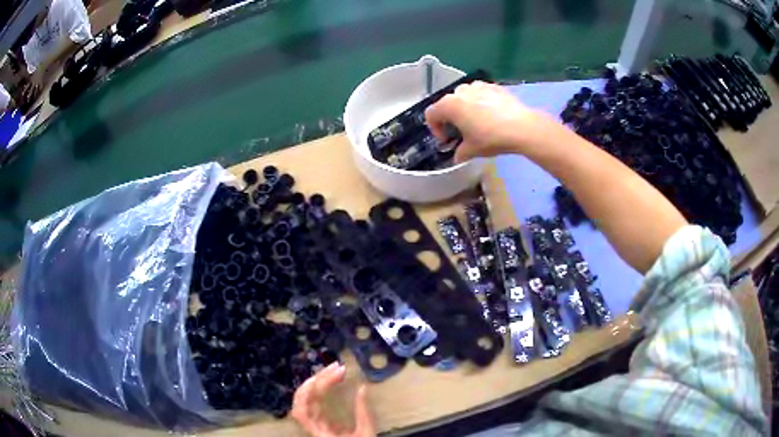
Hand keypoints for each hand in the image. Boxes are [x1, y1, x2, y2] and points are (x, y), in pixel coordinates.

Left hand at [292, 363, 374, 436]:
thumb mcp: (366, 434)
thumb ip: (363, 413)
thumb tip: (363, 389)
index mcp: (317, 431)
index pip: (303, 407)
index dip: (314, 388)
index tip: (337, 375)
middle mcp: (310, 426)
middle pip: (301, 399)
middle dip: (316, 379)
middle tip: (337, 367)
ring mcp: (313, 424)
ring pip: (303, 400)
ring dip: (315, 383)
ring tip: (332, 371)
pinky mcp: (318, 424)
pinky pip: (311, 404)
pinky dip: (317, 391)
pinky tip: (328, 383)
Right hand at [425, 81, 560, 162]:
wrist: (521, 127)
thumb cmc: (491, 138)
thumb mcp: (471, 150)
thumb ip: (459, 153)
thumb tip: (457, 156)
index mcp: (449, 105)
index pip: (431, 114)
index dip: (435, 128)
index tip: (447, 139)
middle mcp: (461, 91)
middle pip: (447, 103)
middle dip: (451, 117)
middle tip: (461, 131)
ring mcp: (478, 86)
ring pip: (465, 95)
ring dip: (466, 107)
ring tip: (477, 121)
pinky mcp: (494, 86)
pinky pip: (481, 93)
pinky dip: (481, 102)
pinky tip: (492, 115)